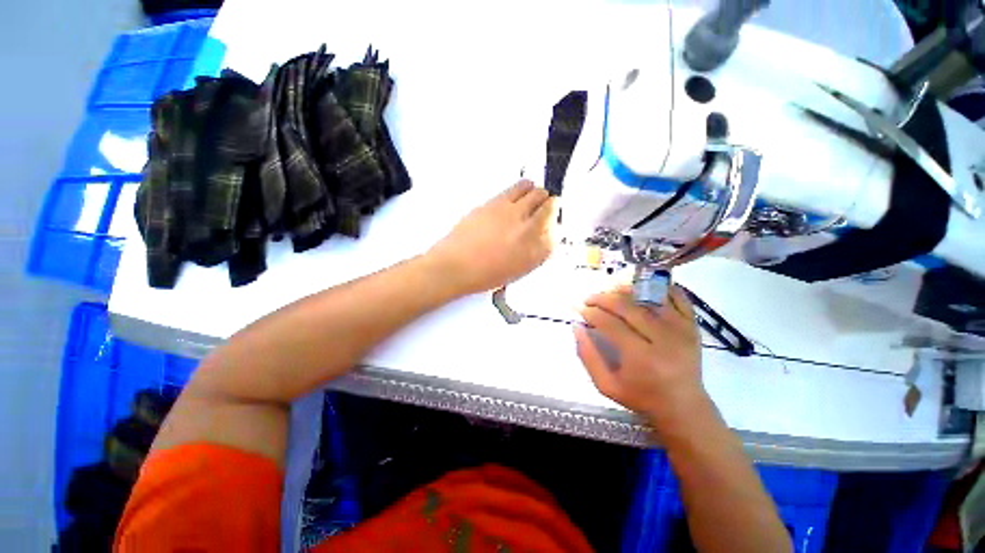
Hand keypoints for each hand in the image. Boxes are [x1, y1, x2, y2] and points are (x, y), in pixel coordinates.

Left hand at [428, 180, 554, 295]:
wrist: (456, 266)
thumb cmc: (486, 274)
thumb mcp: (518, 269)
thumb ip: (536, 251)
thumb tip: (545, 234)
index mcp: (535, 249)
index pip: (556, 228)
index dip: (555, 220)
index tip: (552, 218)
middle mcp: (528, 228)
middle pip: (550, 204)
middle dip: (550, 202)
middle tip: (546, 204)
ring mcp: (512, 212)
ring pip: (533, 191)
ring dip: (537, 192)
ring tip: (534, 195)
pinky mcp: (495, 202)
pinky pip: (515, 188)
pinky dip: (522, 187)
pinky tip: (520, 191)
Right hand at [574, 285, 710, 433]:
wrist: (684, 407)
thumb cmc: (642, 397)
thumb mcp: (606, 385)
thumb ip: (588, 356)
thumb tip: (576, 326)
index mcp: (641, 357)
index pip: (610, 324)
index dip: (592, 313)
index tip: (580, 309)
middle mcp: (664, 339)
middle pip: (628, 307)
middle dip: (603, 298)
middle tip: (589, 298)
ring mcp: (681, 329)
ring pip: (650, 297)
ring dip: (627, 289)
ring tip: (610, 290)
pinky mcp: (692, 325)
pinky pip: (677, 296)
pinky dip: (659, 286)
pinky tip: (642, 286)